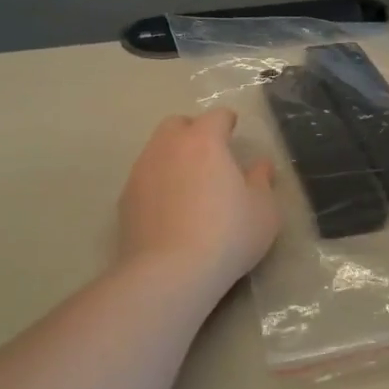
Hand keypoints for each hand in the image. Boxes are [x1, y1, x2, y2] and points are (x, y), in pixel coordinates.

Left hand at [119, 109, 280, 289]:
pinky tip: (169, 208)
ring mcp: (142, 171)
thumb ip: (262, 181)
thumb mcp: (263, 211)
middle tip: (209, 154)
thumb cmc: (227, 235)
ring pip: (157, 150)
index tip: (233, 130)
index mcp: (204, 141)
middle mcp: (168, 147)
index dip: (227, 121)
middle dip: (193, 131)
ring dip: (173, 157)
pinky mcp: (125, 198)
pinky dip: (157, 183)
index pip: (216, 116)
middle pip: (177, 125)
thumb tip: (260, 165)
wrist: (170, 272)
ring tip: (188, 183)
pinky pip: (144, 178)